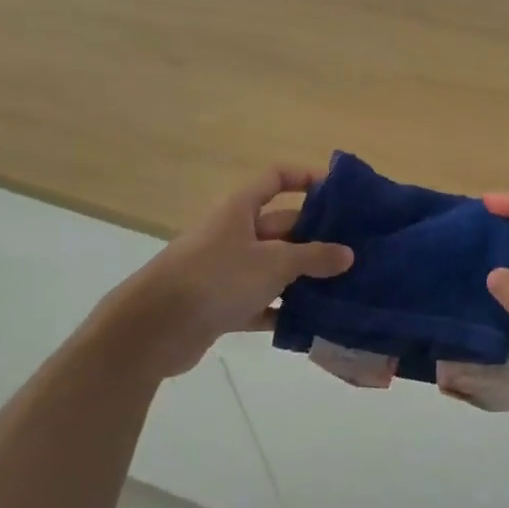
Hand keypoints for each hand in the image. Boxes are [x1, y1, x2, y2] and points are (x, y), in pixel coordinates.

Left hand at [85, 165, 352, 379]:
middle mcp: (233, 233)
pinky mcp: (221, 305)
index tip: (339, 192)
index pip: (276, 178)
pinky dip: (283, 310)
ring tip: (345, 287)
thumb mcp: (272, 263)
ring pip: (274, 267)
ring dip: (304, 277)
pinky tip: (313, 322)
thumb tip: (348, 254)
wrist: (152, 330)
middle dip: (316, 237)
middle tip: (356, 250)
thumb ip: (313, 257)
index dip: (306, 178)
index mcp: (240, 209)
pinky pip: (261, 303)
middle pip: (282, 226)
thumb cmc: (216, 278)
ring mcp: (226, 270)